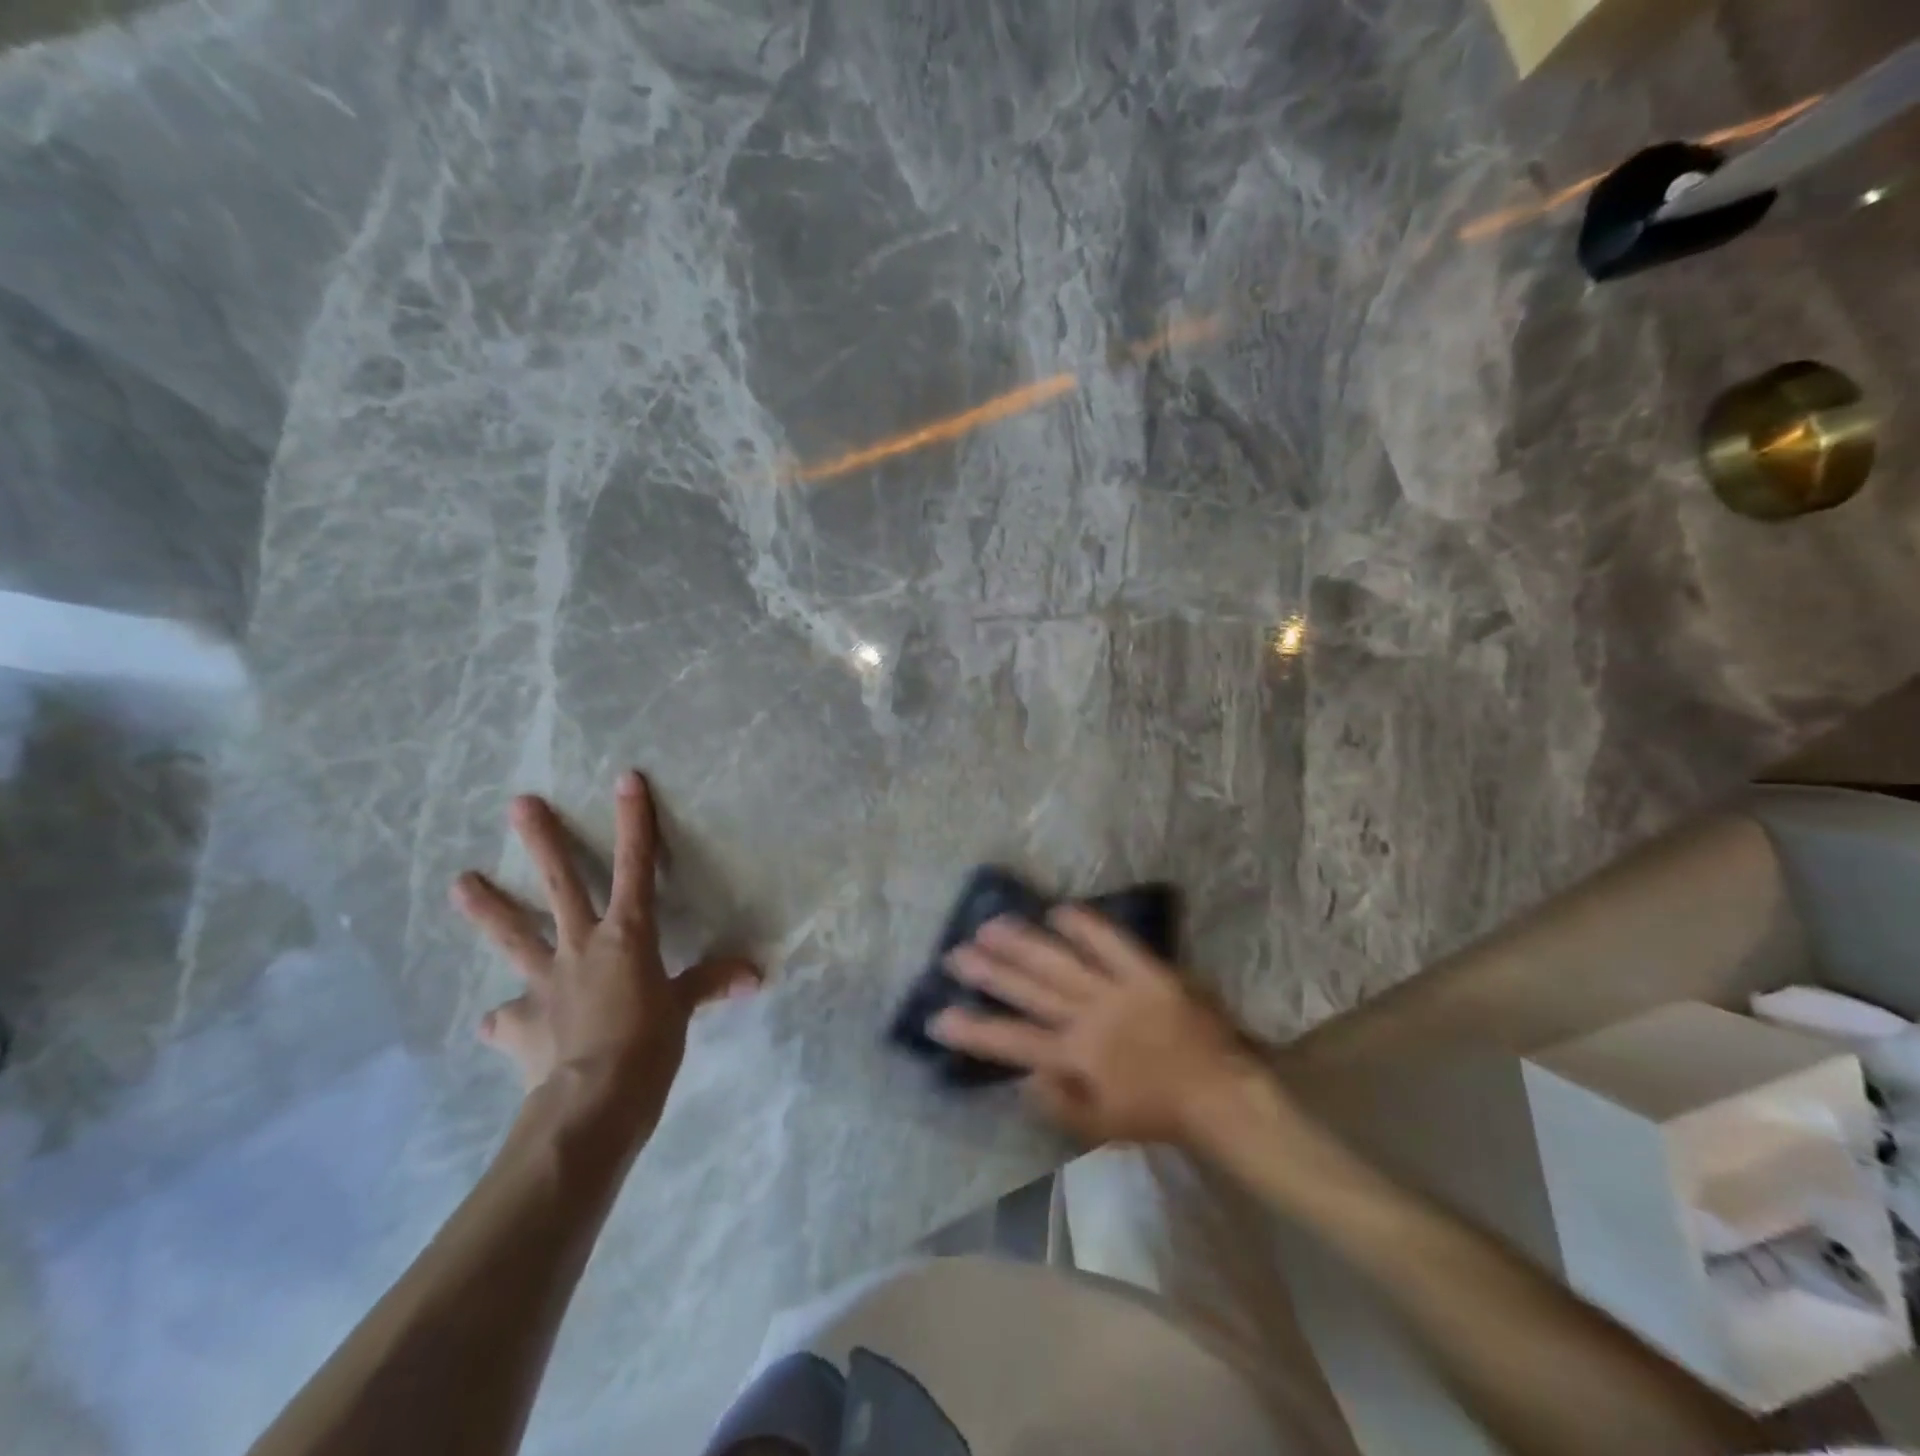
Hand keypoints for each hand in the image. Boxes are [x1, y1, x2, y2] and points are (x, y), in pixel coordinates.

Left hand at [452, 771, 758, 1101]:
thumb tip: (755, 974)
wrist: (592, 1104)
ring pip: (515, 936)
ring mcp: (544, 983)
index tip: (625, 779)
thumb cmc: (648, 1046)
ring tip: (459, 883)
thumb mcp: (684, 1011)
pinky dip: (505, 1018)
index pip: (636, 867)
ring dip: (488, 909)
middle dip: (543, 842)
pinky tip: (495, 1022)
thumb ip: (710, 983)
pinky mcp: (521, 1024)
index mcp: (626, 936)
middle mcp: (580, 947)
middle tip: (518, 804)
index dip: (633, 823)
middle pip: (560, 885)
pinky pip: (508, 1018)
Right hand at [930, 906, 1262, 1146]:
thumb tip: (1022, 1077)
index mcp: (1076, 1058)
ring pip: (1059, 962)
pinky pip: (1112, 943)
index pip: (1013, 1042)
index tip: (938, 1017)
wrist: (1220, 1095)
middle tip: (954, 954)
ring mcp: (1117, 991)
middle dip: (989, 972)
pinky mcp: (1146, 972)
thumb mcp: (1102, 1126)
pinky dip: (1085, 925)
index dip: (973, 1030)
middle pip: (1029, 991)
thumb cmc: (1158, 1114)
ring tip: (989, 925)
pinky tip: (1058, 909)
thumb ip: (1057, 1103)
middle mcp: (1088, 1019)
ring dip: (1022, 944)